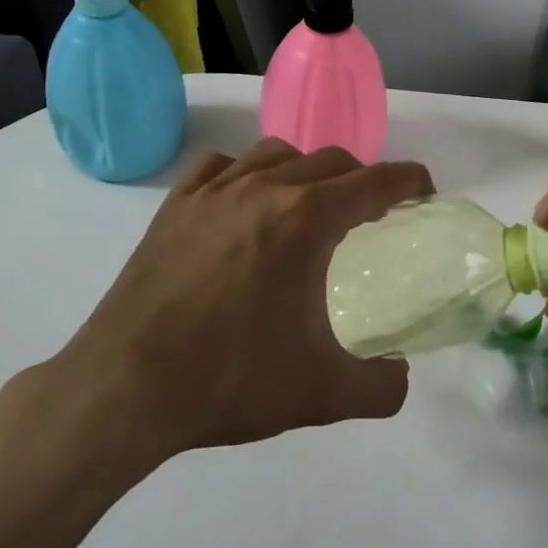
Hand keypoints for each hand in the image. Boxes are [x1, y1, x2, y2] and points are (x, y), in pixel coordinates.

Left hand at [58, 139, 431, 456]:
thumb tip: (401, 378)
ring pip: (276, 153)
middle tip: (372, 214)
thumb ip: (380, 387)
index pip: (374, 182)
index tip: (424, 192)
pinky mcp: (174, 207)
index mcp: (304, 220)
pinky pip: (220, 166)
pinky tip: (243, 200)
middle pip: (330, 161)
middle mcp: (262, 188)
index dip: (408, 182)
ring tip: (310, 205)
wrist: (123, 388)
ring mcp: (212, 192)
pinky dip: (246, 172)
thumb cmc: (228, 381)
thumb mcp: (320, 394)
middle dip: (362, 179)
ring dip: (307, 170)